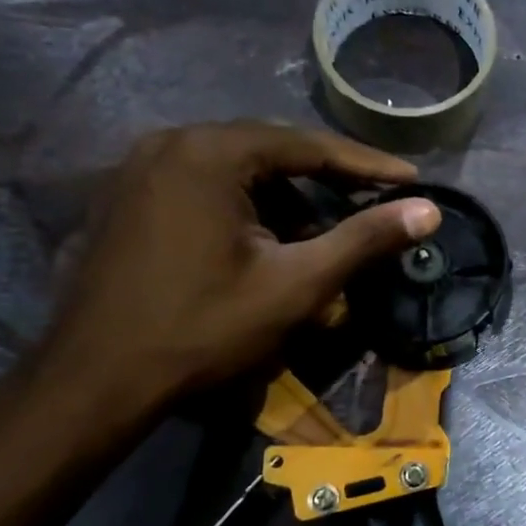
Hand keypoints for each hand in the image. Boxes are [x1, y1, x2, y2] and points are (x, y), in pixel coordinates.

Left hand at [33, 122, 439, 413]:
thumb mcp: (296, 284)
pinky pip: (203, 186)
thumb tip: (429, 209)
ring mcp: (138, 169)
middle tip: (373, 201)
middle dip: (326, 179)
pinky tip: (266, 240)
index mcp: (210, 152)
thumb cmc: (203, 328)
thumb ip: (364, 240)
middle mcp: (170, 143)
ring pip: (236, 170)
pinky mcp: (124, 199)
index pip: (308, 145)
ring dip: (285, 196)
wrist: (96, 381)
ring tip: (322, 230)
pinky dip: (244, 205)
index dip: (367, 165)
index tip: (412, 179)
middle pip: (270, 151)